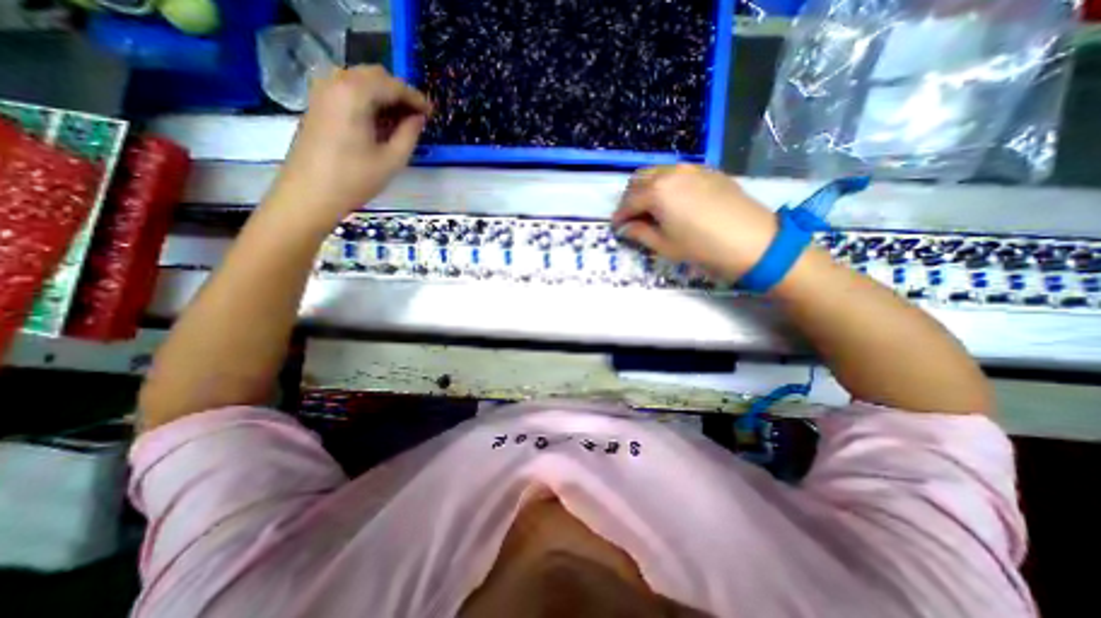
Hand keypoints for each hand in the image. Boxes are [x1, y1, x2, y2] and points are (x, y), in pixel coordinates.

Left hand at [268, 63, 432, 225]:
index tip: (431, 113)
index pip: (393, 85)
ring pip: (361, 80)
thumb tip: (418, 118)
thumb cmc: (355, 180)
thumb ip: (409, 134)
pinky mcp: (318, 104)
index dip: (415, 98)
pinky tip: (380, 122)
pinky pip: (348, 89)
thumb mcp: (392, 160)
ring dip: (384, 95)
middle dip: (400, 93)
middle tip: (418, 117)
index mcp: (355, 95)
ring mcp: (323, 92)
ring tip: (402, 121)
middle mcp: (336, 83)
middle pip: (375, 75)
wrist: (310, 194)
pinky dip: (368, 99)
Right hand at [615, 164, 778, 278]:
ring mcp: (691, 168)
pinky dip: (666, 183)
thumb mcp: (665, 245)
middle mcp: (671, 172)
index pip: (628, 202)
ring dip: (647, 188)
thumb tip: (624, 229)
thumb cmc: (702, 248)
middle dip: (630, 198)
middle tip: (630, 217)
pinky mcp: (708, 171)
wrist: (754, 241)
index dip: (619, 216)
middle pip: (639, 180)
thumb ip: (640, 233)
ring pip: (658, 172)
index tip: (616, 228)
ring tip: (649, 208)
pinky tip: (672, 200)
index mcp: (657, 191)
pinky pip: (677, 172)